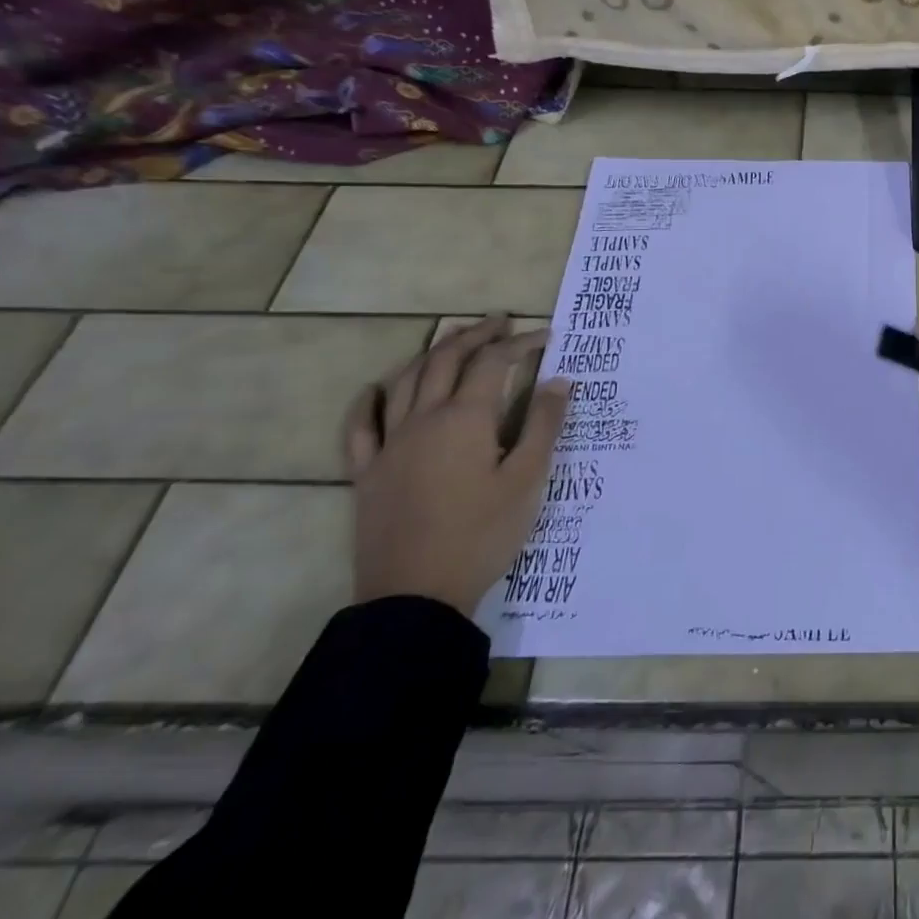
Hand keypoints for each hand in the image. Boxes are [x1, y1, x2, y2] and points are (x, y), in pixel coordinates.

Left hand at [345, 315, 569, 618]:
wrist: (416, 595)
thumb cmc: (482, 534)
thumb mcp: (528, 480)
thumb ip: (543, 425)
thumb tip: (558, 380)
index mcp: (465, 419)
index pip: (494, 363)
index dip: (520, 344)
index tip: (545, 336)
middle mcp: (423, 420)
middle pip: (446, 360)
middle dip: (475, 335)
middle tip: (501, 322)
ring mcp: (389, 445)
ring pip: (406, 381)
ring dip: (433, 354)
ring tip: (454, 340)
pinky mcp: (367, 473)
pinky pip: (360, 427)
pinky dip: (369, 401)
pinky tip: (376, 389)